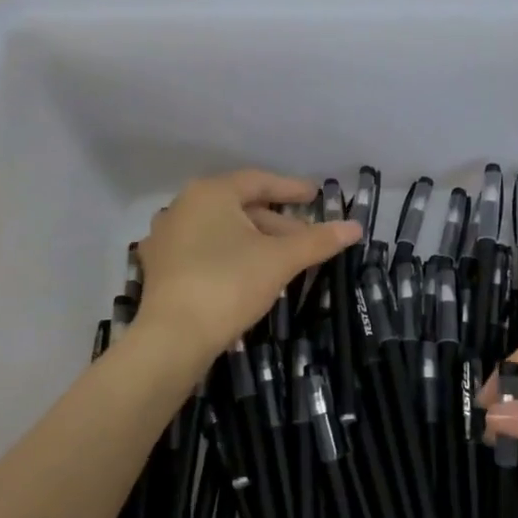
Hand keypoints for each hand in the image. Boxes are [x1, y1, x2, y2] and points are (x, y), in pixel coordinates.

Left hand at [135, 170, 359, 364]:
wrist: (174, 336)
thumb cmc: (229, 284)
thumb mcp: (280, 260)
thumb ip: (318, 240)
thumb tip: (355, 227)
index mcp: (210, 193)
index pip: (259, 181)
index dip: (291, 189)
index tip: (316, 196)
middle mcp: (182, 207)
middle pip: (240, 207)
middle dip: (277, 222)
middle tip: (306, 238)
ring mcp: (166, 238)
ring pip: (222, 231)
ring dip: (255, 240)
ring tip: (283, 258)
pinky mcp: (161, 268)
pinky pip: (204, 251)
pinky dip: (231, 255)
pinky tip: (248, 273)